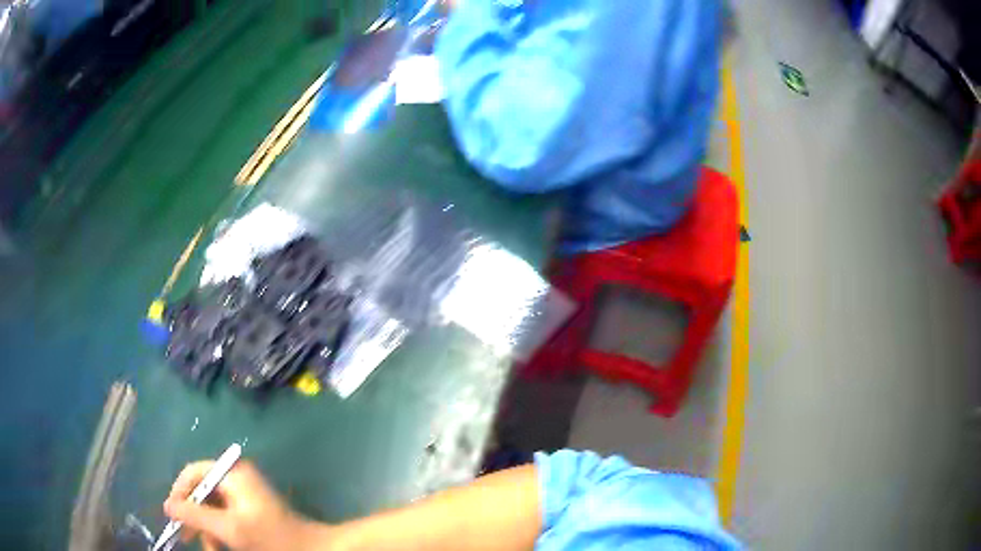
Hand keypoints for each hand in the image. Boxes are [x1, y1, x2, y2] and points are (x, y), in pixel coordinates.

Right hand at [164, 460, 328, 550]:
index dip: (179, 493)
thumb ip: (195, 515)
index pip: (193, 473)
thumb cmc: (271, 537)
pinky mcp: (252, 510)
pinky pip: (227, 517)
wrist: (313, 549)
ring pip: (214, 509)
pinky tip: (222, 547)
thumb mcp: (229, 528)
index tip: (172, 516)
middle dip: (195, 518)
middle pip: (202, 493)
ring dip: (209, 530)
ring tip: (213, 548)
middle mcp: (236, 478)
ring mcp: (245, 494)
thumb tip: (167, 505)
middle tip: (186, 537)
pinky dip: (222, 533)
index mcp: (232, 473)